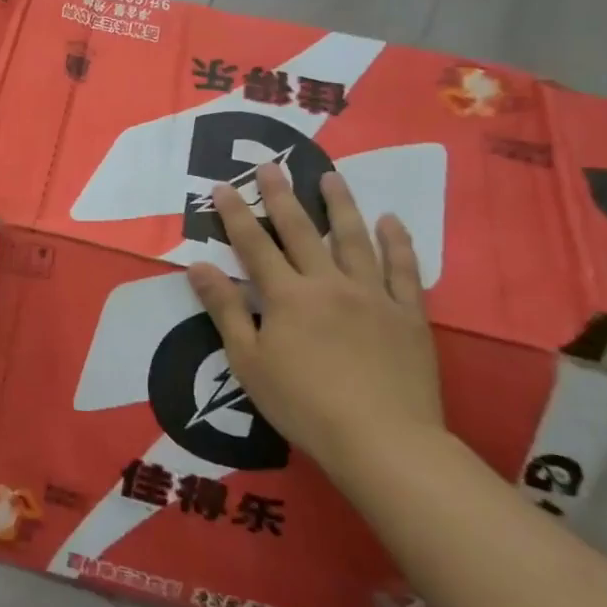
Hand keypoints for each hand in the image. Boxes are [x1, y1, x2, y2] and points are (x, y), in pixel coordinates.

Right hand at [186, 164, 442, 477]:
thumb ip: (225, 309)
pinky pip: (403, 271)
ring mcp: (373, 296)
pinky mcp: (408, 316)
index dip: (236, 213)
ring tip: (330, 177)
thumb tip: (198, 266)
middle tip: (271, 165)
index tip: (223, 185)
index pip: (253, 244)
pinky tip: (391, 221)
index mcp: (286, 296)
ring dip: (340, 205)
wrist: (384, 441)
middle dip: (282, 196)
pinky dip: (397, 243)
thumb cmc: (303, 404)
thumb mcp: (248, 361)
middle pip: (301, 231)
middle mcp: (328, 283)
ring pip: (354, 239)